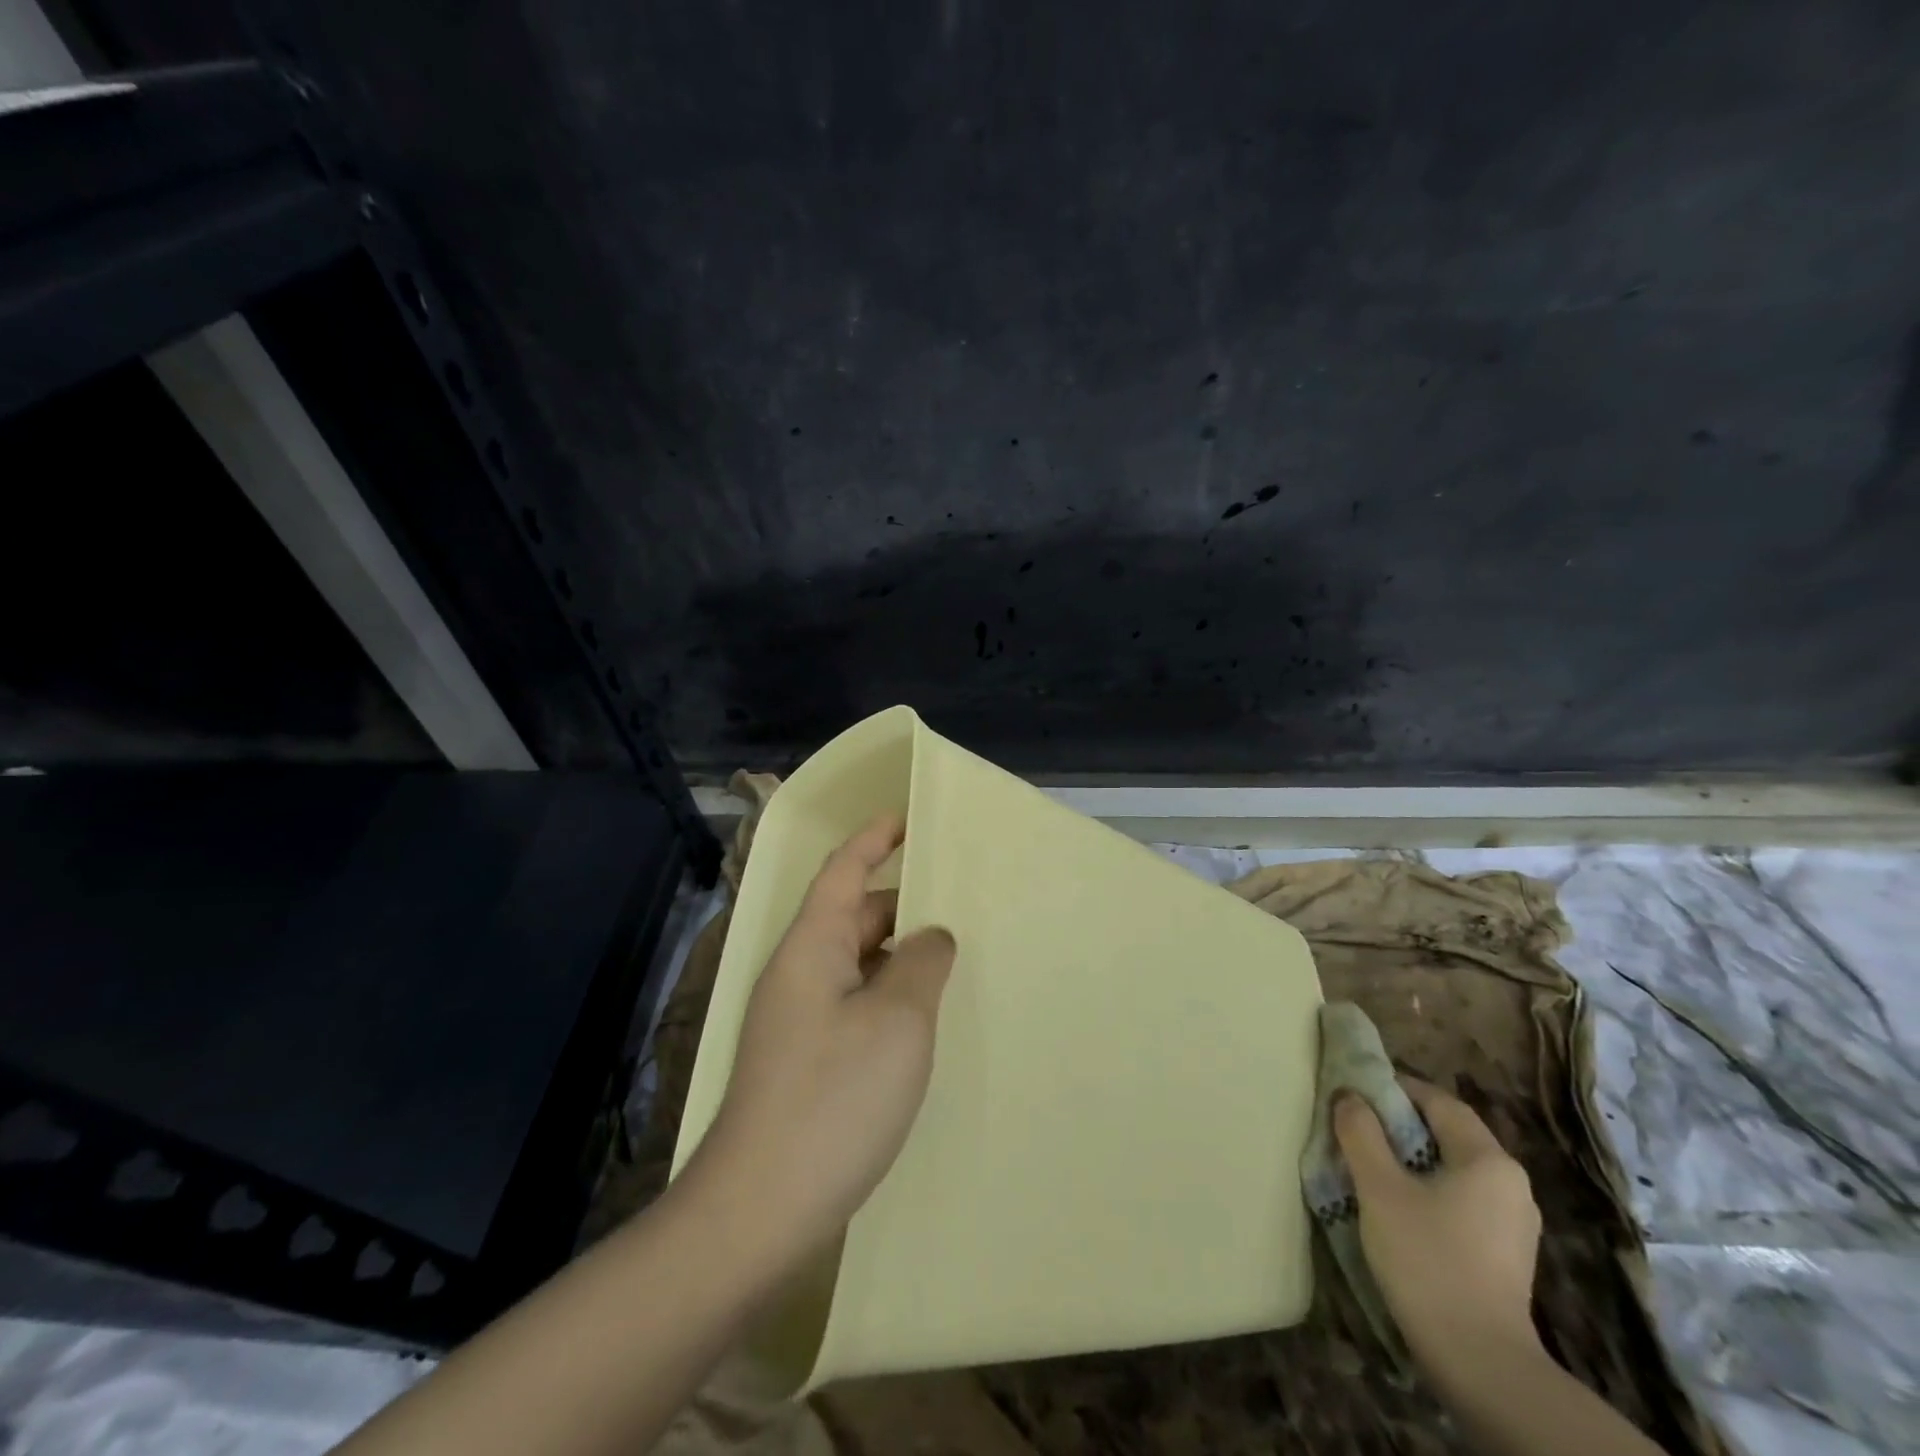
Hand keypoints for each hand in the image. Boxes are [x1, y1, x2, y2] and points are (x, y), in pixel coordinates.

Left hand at [695, 814, 955, 1271]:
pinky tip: (921, 1017)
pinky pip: (853, 1001)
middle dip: (901, 901)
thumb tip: (931, 936)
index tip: (908, 818)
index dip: (874, 839)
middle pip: (851, 915)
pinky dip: (888, 993)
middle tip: (958, 900)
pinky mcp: (804, 1059)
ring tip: (952, 955)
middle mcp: (798, 972)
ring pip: (854, 962)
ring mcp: (797, 1019)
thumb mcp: (897, 1020)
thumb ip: (922, 963)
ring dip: (898, 953)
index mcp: (811, 946)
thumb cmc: (833, 1098)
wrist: (758, 1210)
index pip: (843, 870)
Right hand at [1334, 1077, 1543, 1385]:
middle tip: (1355, 1127)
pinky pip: (1462, 1200)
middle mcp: (1511, 1183)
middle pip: (1447, 1133)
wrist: (1480, 1362)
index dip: (1394, 1088)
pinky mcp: (1507, 1254)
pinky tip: (1399, 1209)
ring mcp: (1514, 1222)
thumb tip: (1349, 1096)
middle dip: (1399, 1124)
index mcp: (1488, 1159)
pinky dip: (1429, 1190)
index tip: (1355, 1091)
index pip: (1438, 1101)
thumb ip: (1361, 1132)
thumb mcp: (1379, 1187)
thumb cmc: (1428, 1259)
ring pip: (1453, 1168)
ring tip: (1369, 1167)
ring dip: (1412, 1159)